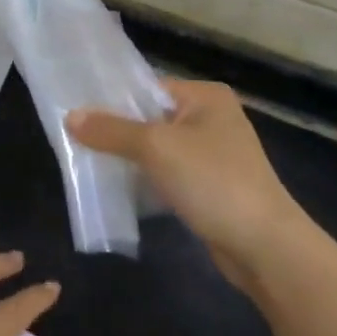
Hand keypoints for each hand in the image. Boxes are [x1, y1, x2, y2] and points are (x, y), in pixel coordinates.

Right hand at [66, 79, 314, 285]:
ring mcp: (213, 154)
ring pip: (157, 148)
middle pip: (149, 117)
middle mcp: (211, 118)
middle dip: (116, 131)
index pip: (147, 87)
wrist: (266, 248)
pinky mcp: (210, 186)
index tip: (75, 112)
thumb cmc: (213, 182)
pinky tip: (118, 187)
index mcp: (205, 96)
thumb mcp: (156, 148)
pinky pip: (167, 173)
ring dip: (129, 157)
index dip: (111, 100)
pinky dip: (145, 179)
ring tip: (88, 161)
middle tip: (75, 139)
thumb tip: (70, 116)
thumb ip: (112, 130)